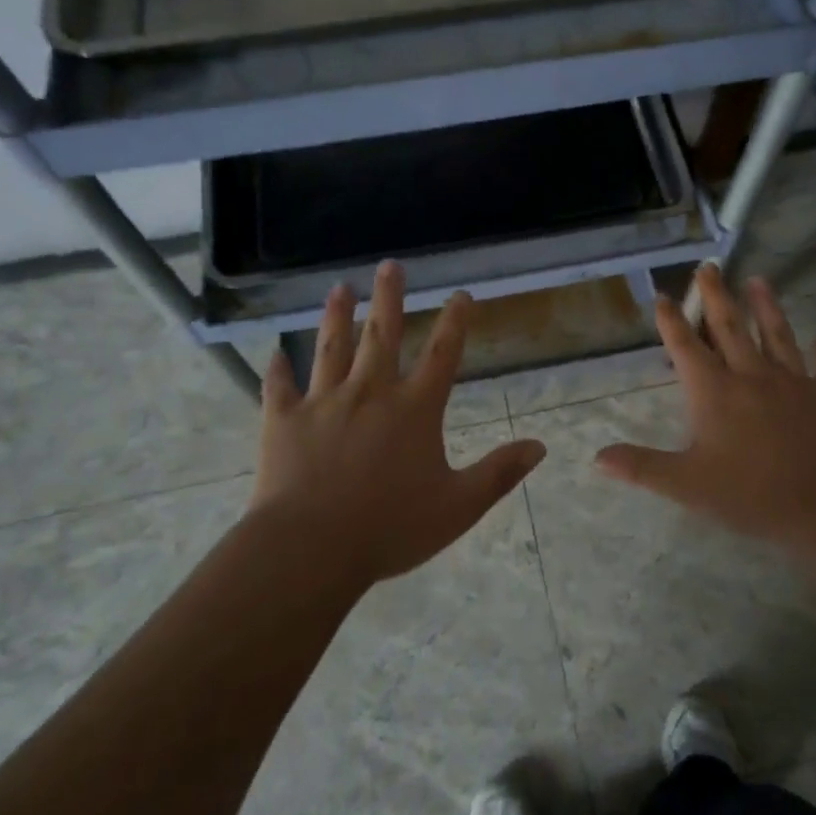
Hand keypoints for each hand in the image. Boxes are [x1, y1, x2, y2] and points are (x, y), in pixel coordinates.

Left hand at [248, 261, 546, 590]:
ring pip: (331, 348)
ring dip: (337, 316)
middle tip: (390, 265)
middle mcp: (370, 393)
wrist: (311, 548)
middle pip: (382, 335)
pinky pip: (280, 387)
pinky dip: (278, 370)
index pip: (443, 354)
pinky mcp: (283, 420)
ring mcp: (323, 402)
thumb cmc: (390, 527)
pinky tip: (275, 353)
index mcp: (414, 409)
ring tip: (340, 288)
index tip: (461, 294)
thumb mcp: (458, 506)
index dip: (455, 322)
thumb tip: (540, 446)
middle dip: (390, 298)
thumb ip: (500, 473)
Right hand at [595, 265, 815, 557]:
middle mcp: (752, 376)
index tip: (663, 296)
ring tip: (759, 281)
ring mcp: (795, 382)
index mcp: (716, 392)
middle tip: (709, 268)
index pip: (686, 348)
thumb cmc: (751, 495)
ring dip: (766, 307)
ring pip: (777, 335)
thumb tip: (598, 458)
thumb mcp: (687, 486)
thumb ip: (642, 467)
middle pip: (730, 328)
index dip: (672, 322)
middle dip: (716, 296)